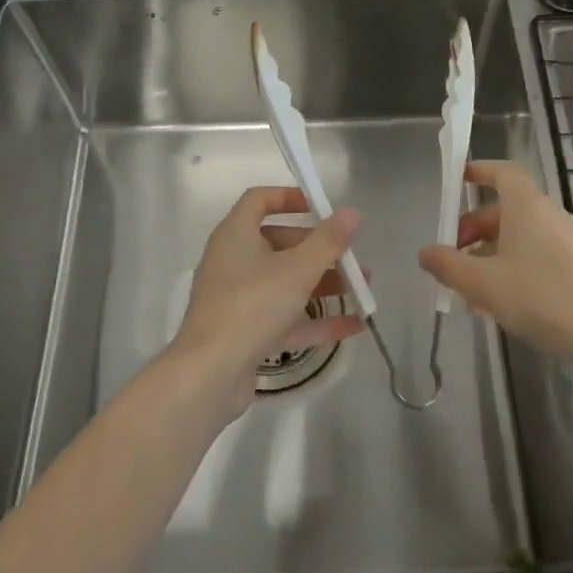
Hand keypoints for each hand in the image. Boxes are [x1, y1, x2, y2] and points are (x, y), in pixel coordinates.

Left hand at [169, 186, 365, 419]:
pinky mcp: (246, 332)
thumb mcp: (298, 269)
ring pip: (286, 283)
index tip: (321, 206)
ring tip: (362, 290)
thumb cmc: (252, 307)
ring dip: (324, 284)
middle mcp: (233, 262)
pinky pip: (286, 318)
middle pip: (280, 244)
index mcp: (236, 235)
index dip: (290, 197)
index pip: (259, 200)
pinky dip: (316, 320)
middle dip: (320, 250)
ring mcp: (239, 299)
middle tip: (352, 258)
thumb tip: (352, 212)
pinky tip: (354, 325)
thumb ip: (328, 241)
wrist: (210, 375)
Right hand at [418, 160, 572, 372]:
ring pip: (523, 236)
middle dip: (476, 229)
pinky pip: (541, 254)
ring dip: (494, 253)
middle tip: (456, 258)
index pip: (503, 172)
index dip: (480, 171)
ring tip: (474, 290)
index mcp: (527, 206)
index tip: (459, 180)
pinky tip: (505, 302)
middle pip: (507, 209)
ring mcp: (571, 239)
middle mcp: (551, 214)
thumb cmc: (540, 298)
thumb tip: (426, 252)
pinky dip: (517, 266)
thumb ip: (449, 266)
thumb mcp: (483, 284)